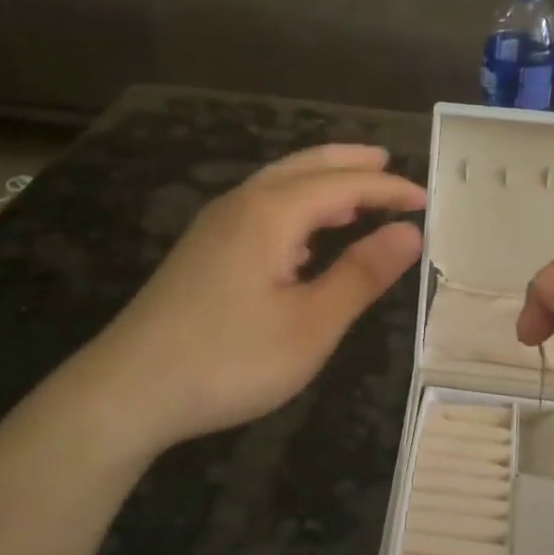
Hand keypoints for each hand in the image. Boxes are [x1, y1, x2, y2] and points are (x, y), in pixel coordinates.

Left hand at [60, 145, 425, 454]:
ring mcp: (215, 226)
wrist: (127, 392)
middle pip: (304, 167)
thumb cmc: (229, 360)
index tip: (426, 200)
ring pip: (278, 185)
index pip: (343, 184)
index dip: (387, 188)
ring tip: (355, 195)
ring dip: (320, 182)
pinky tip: (305, 238)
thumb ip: (361, 274)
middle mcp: (241, 204)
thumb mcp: (311, 324)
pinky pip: (261, 208)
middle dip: (350, 164)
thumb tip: (409, 232)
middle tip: (387, 162)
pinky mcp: (202, 251)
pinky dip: (296, 207)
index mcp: (271, 213)